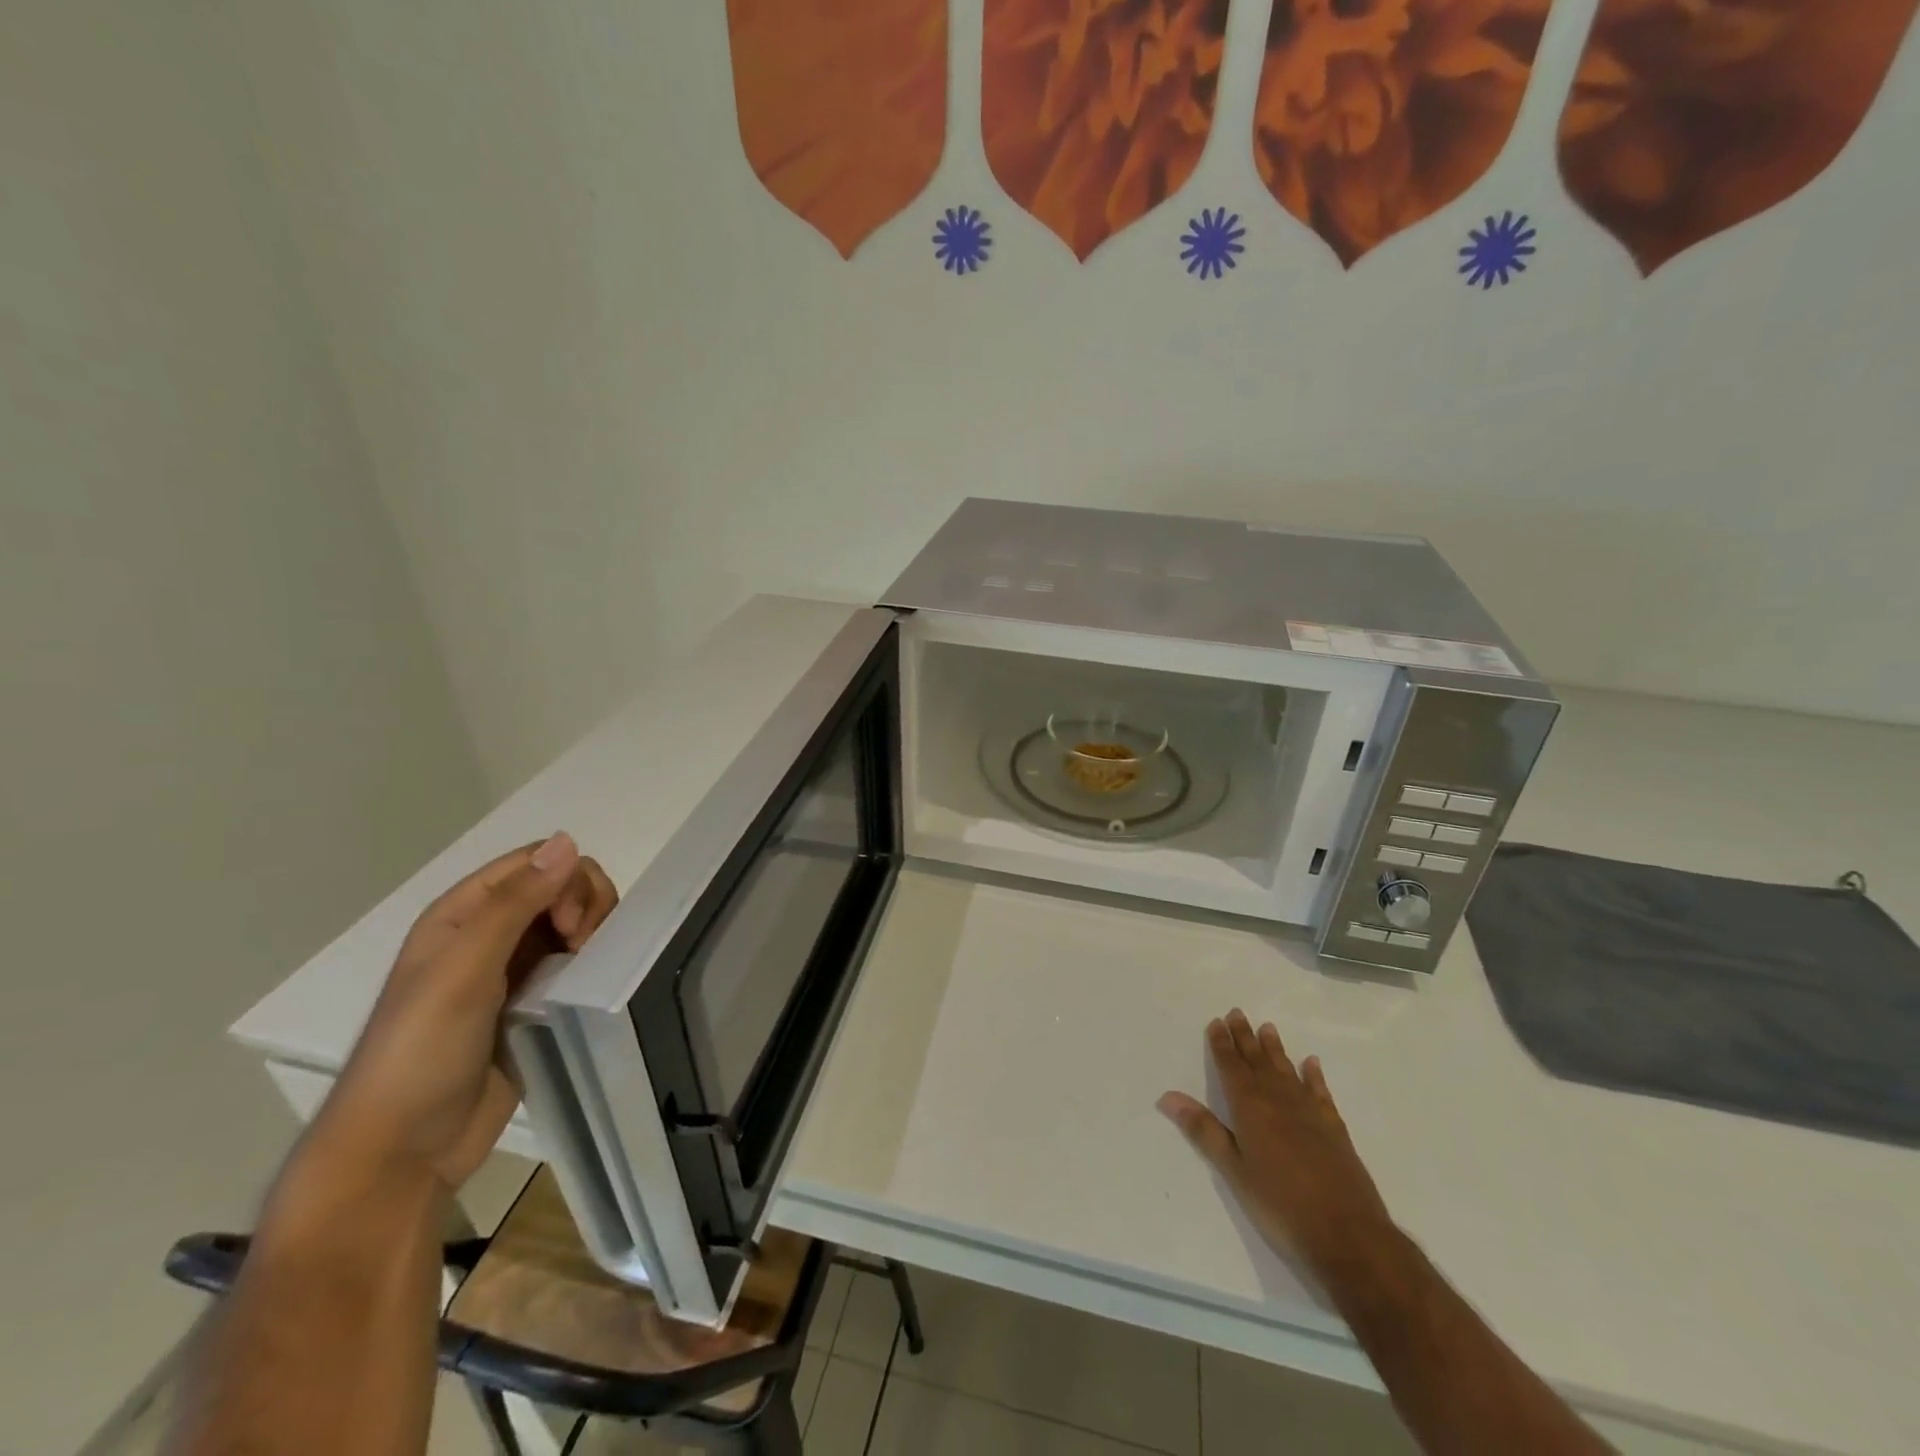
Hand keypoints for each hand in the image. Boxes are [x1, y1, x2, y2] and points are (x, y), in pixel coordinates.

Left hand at [314, 832, 617, 1189]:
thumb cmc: (420, 1052)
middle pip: (559, 887)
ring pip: (572, 922)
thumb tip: (568, 841)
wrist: (402, 1151)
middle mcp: (487, 933)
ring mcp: (511, 970)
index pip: (533, 862)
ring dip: (593, 932)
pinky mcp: (532, 1004)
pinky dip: (591, 962)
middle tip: (581, 946)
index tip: (570, 925)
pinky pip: (574, 962)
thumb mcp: (464, 970)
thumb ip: (515, 904)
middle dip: (584, 904)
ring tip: (589, 967)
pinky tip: (592, 984)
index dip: (564, 880)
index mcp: (462, 914)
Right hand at [1158, 1009, 1395, 1283]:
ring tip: (1267, 1027)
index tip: (1216, 1022)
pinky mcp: (1334, 1127)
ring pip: (1287, 1070)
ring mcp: (1310, 1111)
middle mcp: (1279, 1099)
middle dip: (1245, 1037)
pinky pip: (1320, 1091)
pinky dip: (1314, 1075)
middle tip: (1237, 1013)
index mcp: (1250, 1107)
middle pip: (1258, 1061)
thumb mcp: (1234, 1171)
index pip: (1231, 1066)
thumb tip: (1168, 1096)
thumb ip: (1204, 1131)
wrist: (1349, 1235)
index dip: (1222, 1044)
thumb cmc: (1281, 1205)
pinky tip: (1311, 1064)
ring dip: (1275, 1049)